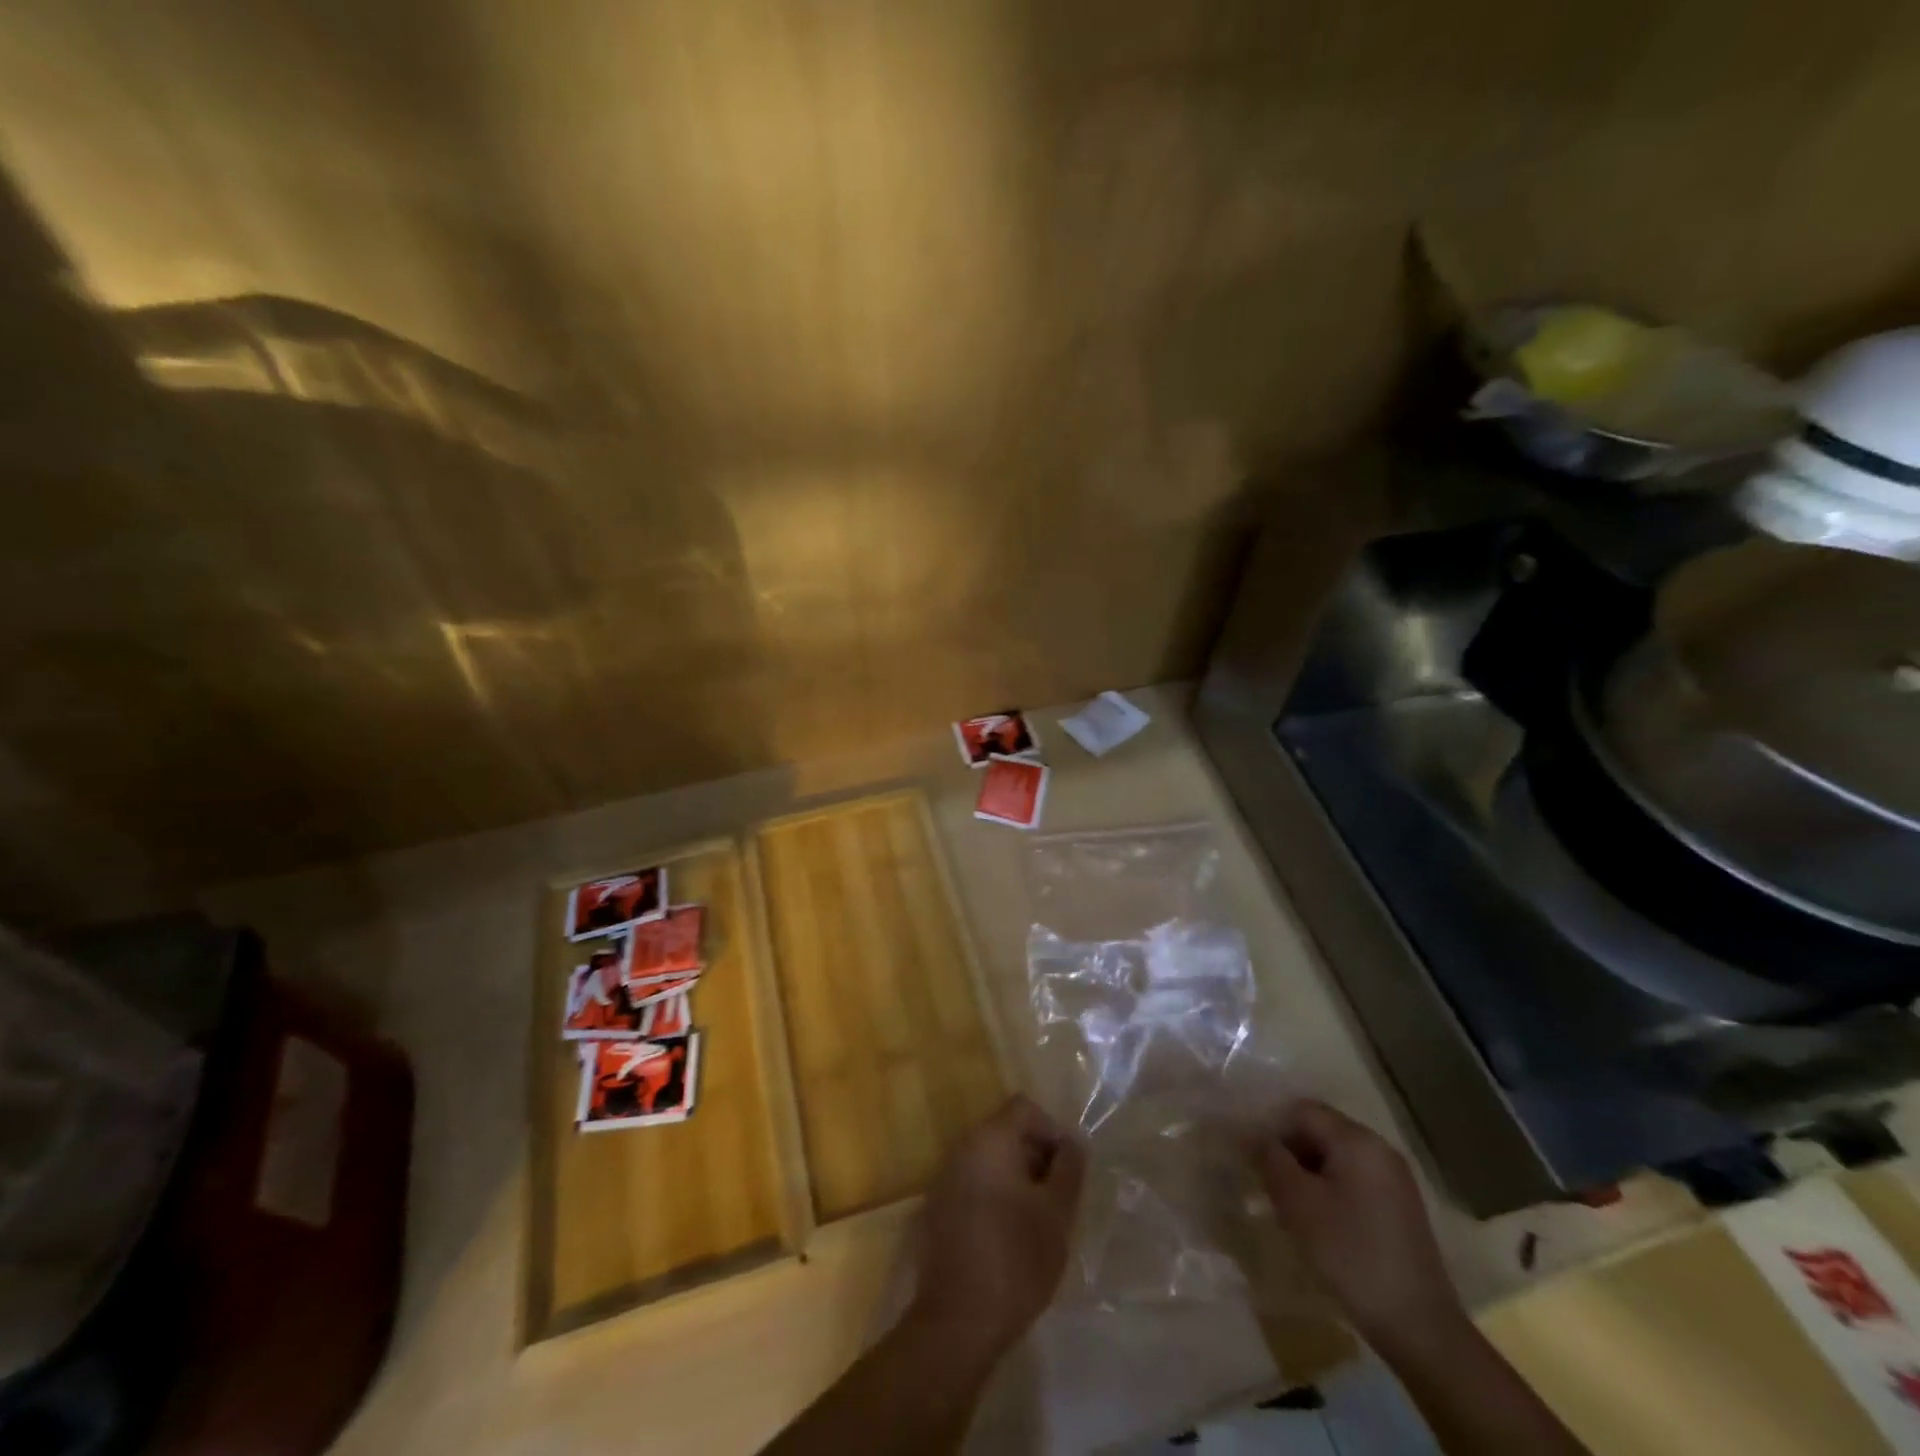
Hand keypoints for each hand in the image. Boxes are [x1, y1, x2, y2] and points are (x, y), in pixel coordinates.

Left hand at [912, 1094, 1085, 1361]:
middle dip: (1036, 1155)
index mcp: (989, 1139)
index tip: (1068, 1169)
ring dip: (1017, 1177)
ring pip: (990, 1159)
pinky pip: (974, 1182)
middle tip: (1058, 1197)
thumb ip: (1069, 1168)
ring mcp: (945, 1177)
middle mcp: (962, 1147)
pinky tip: (1009, 1235)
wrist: (958, 1320)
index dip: (1053, 1130)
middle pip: (1006, 1130)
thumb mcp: (1056, 1214)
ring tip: (1038, 1219)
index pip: (1025, 1108)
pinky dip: (996, 1194)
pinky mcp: (938, 1208)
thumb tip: (1074, 1141)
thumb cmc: (1015, 1258)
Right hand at [1254, 1100, 1464, 1350]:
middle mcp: (1379, 1148)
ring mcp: (1394, 1178)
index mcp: (1357, 1140)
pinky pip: (1354, 1179)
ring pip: (1335, 1157)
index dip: (1272, 1129)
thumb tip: (1250, 1134)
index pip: (1301, 1111)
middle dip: (1289, 1152)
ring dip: (1307, 1172)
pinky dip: (1330, 1189)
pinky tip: (1320, 1222)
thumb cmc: (1351, 1254)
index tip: (1253, 1160)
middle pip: (1320, 1130)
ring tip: (1289, 1207)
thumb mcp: (1298, 1203)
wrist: (1419, 1326)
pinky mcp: (1400, 1206)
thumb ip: (1270, 1159)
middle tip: (1268, 1185)